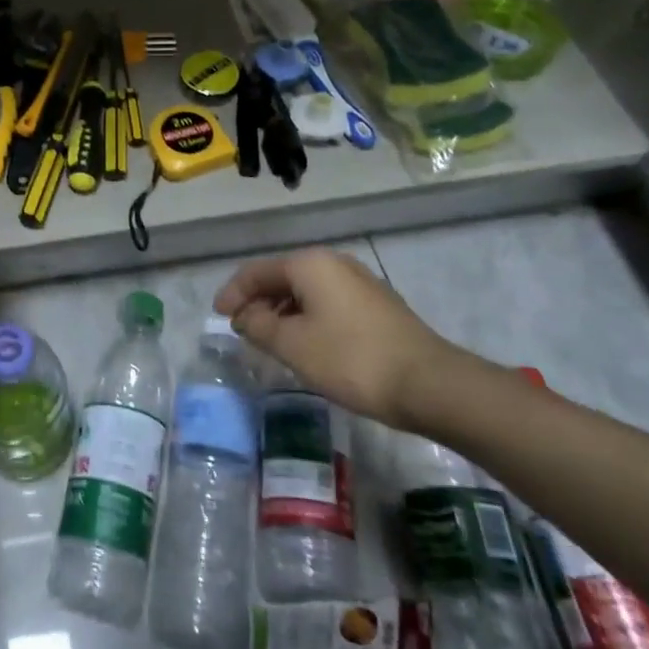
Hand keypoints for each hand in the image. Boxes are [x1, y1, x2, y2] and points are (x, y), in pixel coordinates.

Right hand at [214, 248, 458, 428]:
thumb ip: (259, 325)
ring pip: (306, 291)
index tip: (218, 317)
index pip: (257, 271)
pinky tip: (305, 344)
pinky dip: (307, 317)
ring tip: (270, 340)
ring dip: (282, 311)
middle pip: (282, 277)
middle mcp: (334, 263)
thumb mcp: (292, 345)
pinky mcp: (377, 305)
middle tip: (242, 330)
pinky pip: (328, 303)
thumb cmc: (351, 359)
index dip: (233, 293)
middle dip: (257, 301)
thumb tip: (244, 316)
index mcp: (310, 264)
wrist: (429, 384)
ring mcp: (359, 282)